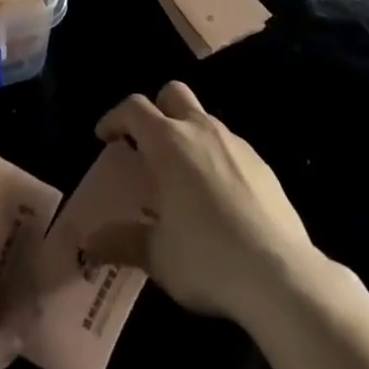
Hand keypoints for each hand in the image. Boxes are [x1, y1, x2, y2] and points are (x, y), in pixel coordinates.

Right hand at [84, 82, 318, 325]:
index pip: (134, 108)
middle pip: (173, 94)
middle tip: (147, 145)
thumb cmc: (206, 257)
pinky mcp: (262, 164)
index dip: (115, 117)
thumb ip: (121, 242)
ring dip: (187, 135)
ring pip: (204, 119)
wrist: (280, 275)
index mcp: (168, 142)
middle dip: (156, 110)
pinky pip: (230, 147)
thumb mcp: (157, 255)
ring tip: (182, 177)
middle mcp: (200, 130)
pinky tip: (217, 198)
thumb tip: (88, 246)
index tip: (105, 137)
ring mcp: (236, 144)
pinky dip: (215, 158)